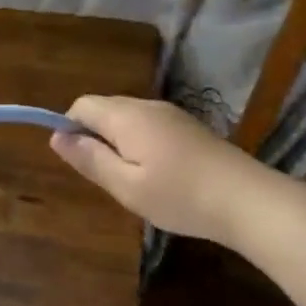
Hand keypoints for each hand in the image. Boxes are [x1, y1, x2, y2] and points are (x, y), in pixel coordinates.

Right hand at [49, 95, 265, 243]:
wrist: (249, 200)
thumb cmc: (180, 196)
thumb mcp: (126, 186)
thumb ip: (90, 159)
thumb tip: (57, 137)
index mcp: (126, 117)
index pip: (82, 105)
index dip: (70, 128)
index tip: (79, 162)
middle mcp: (147, 106)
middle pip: (105, 109)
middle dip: (94, 136)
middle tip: (106, 177)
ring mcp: (172, 114)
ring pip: (128, 118)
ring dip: (118, 142)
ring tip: (132, 180)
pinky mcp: (189, 127)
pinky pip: (149, 125)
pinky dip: (140, 143)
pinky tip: (157, 175)